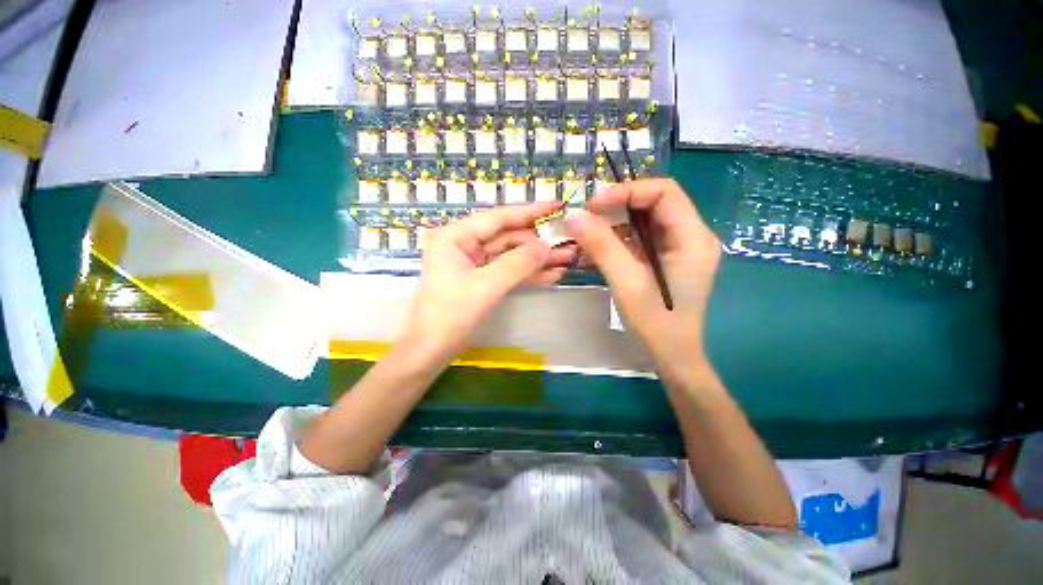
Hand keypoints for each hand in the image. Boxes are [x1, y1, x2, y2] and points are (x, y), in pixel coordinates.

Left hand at [402, 203, 575, 363]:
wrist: (431, 352)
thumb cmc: (451, 315)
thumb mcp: (486, 286)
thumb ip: (518, 263)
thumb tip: (547, 245)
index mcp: (455, 236)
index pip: (498, 218)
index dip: (530, 212)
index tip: (558, 206)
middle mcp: (464, 244)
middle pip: (508, 237)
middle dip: (538, 243)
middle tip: (569, 242)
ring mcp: (473, 263)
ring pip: (511, 256)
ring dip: (537, 259)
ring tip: (568, 259)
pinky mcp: (482, 280)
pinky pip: (508, 272)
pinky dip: (528, 274)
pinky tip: (552, 274)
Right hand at [566, 179, 720, 379]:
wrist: (671, 355)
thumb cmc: (656, 322)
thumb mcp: (626, 282)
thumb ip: (601, 246)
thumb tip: (574, 214)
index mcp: (693, 237)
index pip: (664, 192)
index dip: (627, 191)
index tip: (594, 205)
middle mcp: (690, 236)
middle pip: (653, 204)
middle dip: (617, 207)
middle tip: (586, 218)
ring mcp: (678, 248)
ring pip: (643, 221)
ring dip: (613, 225)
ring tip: (585, 236)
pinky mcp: (664, 259)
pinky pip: (639, 239)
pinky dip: (616, 241)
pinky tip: (595, 251)